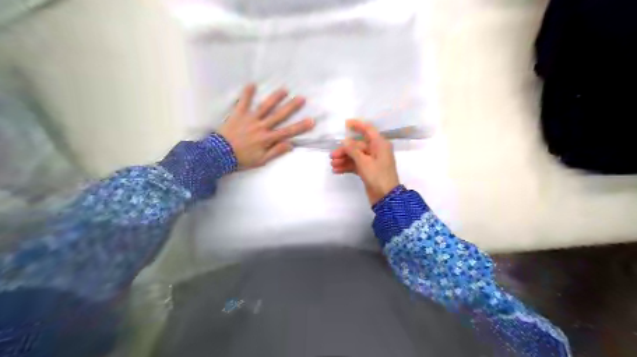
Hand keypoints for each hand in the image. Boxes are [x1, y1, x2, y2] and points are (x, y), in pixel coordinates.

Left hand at [218, 84, 314, 168]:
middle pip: (279, 115)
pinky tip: (252, 84)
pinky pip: (243, 102)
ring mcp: (250, 119)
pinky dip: (247, 93)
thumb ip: (276, 152)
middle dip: (292, 107)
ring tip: (284, 90)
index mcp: (267, 138)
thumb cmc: (242, 159)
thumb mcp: (261, 160)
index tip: (311, 121)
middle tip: (302, 98)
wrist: (219, 154)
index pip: (288, 132)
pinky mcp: (238, 114)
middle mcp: (261, 126)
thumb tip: (291, 145)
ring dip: (275, 98)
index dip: (301, 126)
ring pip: (265, 106)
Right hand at [330, 120, 398, 204]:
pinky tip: (337, 170)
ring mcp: (372, 161)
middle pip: (358, 146)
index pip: (368, 130)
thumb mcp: (364, 162)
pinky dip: (347, 166)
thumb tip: (345, 142)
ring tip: (332, 165)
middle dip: (344, 150)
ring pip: (355, 156)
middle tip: (332, 156)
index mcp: (379, 144)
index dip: (357, 125)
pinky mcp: (368, 170)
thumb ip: (353, 150)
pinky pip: (356, 165)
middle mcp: (376, 150)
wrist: (386, 197)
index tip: (345, 124)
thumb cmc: (377, 176)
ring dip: (344, 159)